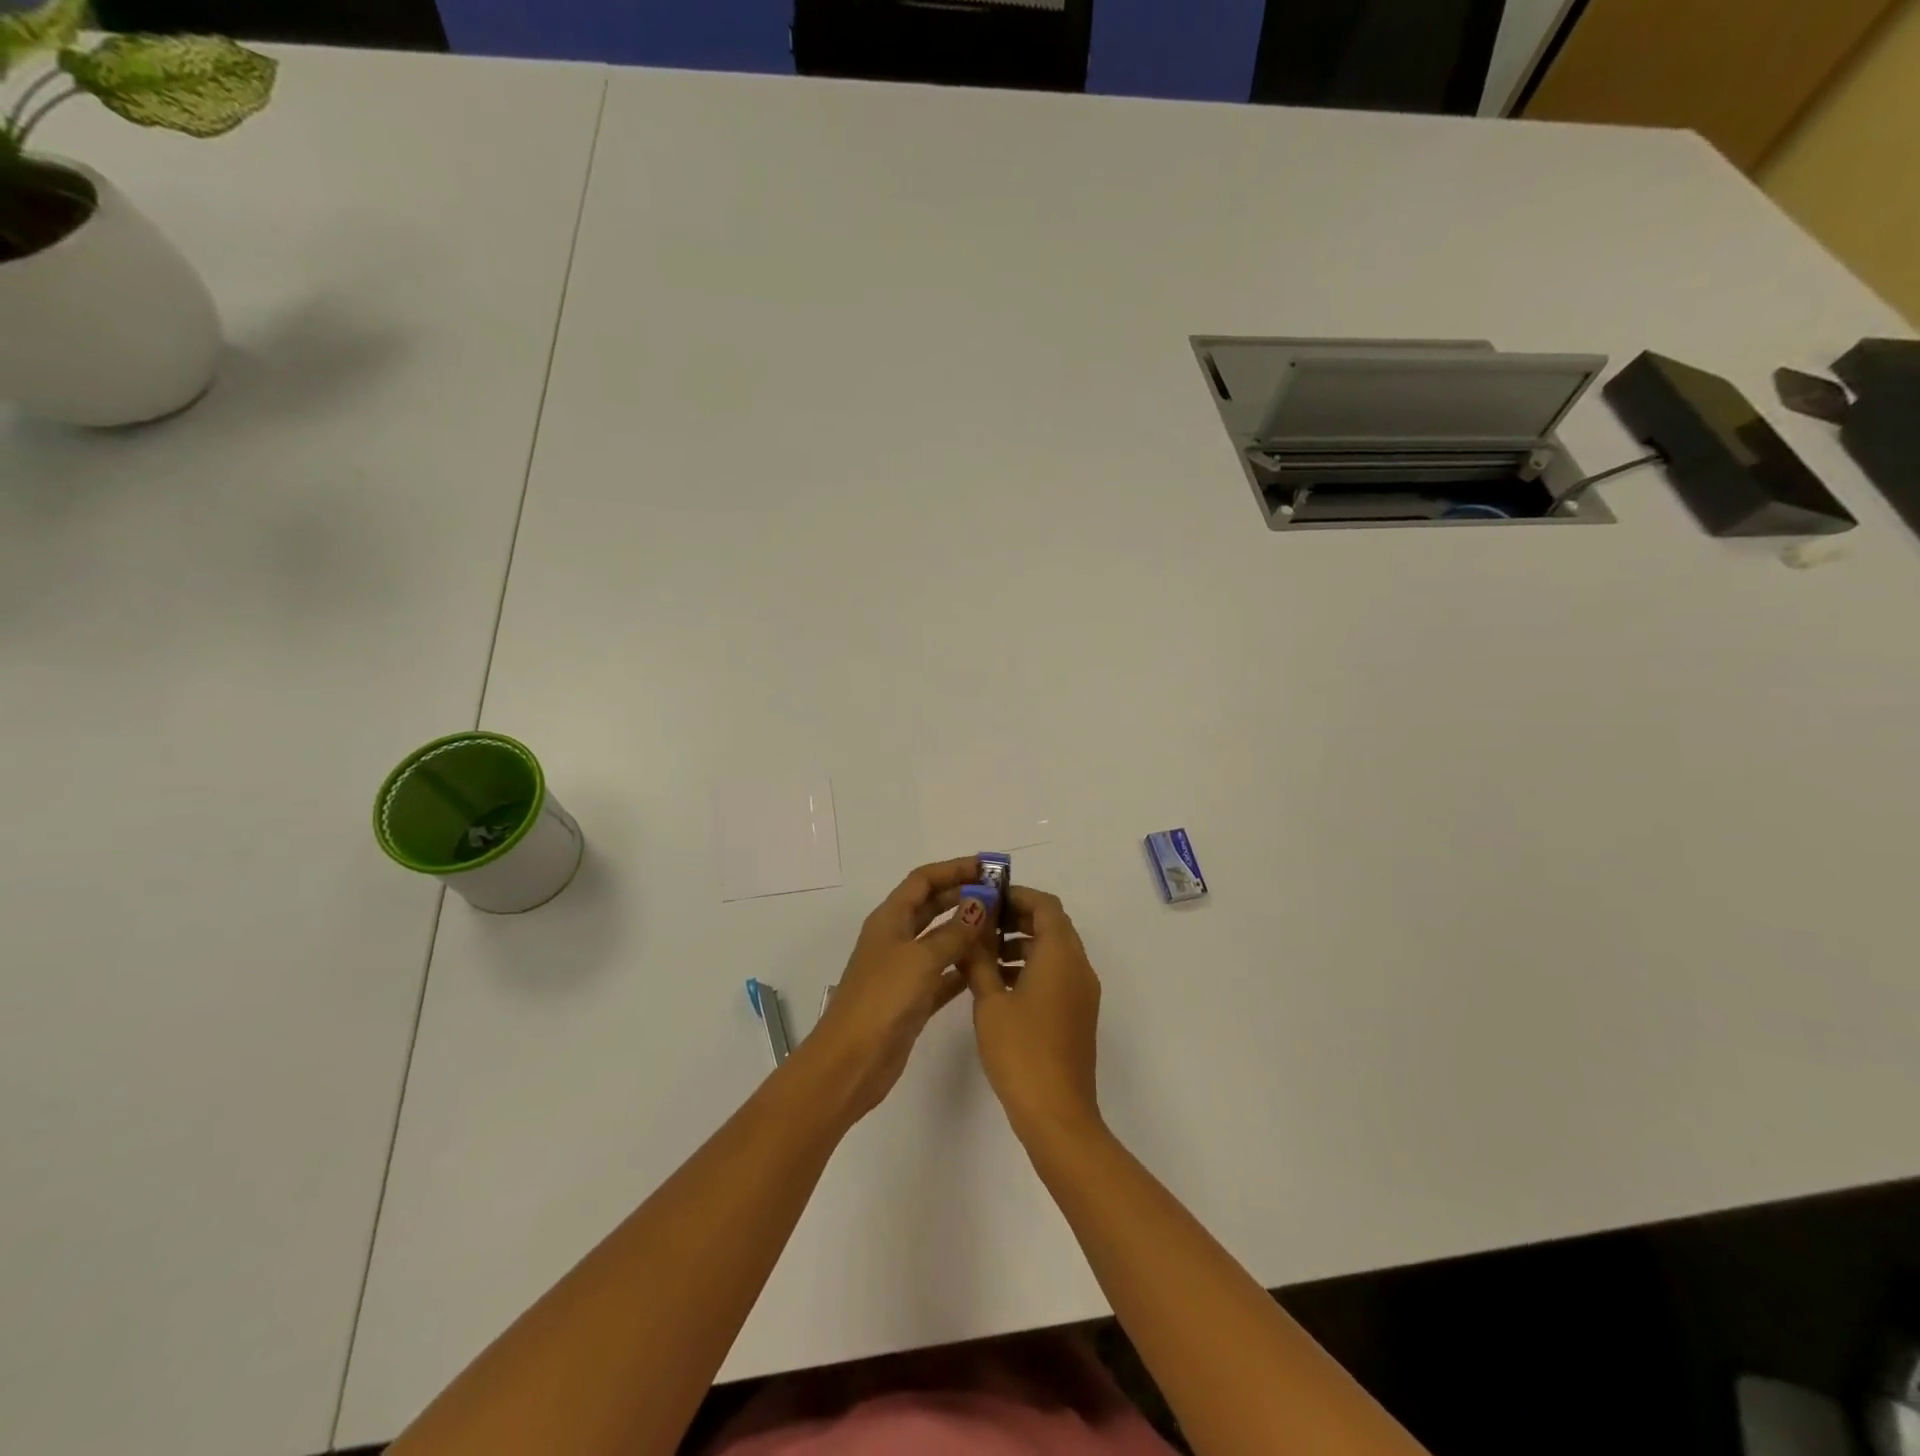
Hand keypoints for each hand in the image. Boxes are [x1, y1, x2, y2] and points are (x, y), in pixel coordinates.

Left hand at [794, 856, 999, 1123]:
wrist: (852, 1061)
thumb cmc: (883, 999)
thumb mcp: (921, 959)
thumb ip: (954, 931)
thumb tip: (981, 903)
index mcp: (890, 919)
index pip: (923, 880)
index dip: (954, 869)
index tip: (989, 869)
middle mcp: (896, 938)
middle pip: (932, 906)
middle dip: (964, 896)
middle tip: (1002, 896)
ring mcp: (903, 970)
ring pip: (940, 940)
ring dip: (967, 931)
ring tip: (1003, 927)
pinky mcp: (912, 999)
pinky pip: (943, 974)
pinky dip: (963, 967)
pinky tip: (990, 967)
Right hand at [964, 886, 1102, 1143]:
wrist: (1057, 1114)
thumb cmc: (1021, 1051)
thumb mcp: (990, 1002)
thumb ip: (979, 961)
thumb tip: (969, 933)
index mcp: (1060, 955)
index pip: (1045, 905)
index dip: (1017, 896)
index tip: (986, 899)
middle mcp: (1078, 966)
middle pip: (1052, 925)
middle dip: (1016, 919)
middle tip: (980, 924)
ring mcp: (1082, 992)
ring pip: (1053, 951)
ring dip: (1021, 944)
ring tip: (983, 956)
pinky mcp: (1078, 1013)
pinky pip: (1056, 974)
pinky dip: (1031, 968)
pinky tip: (999, 986)